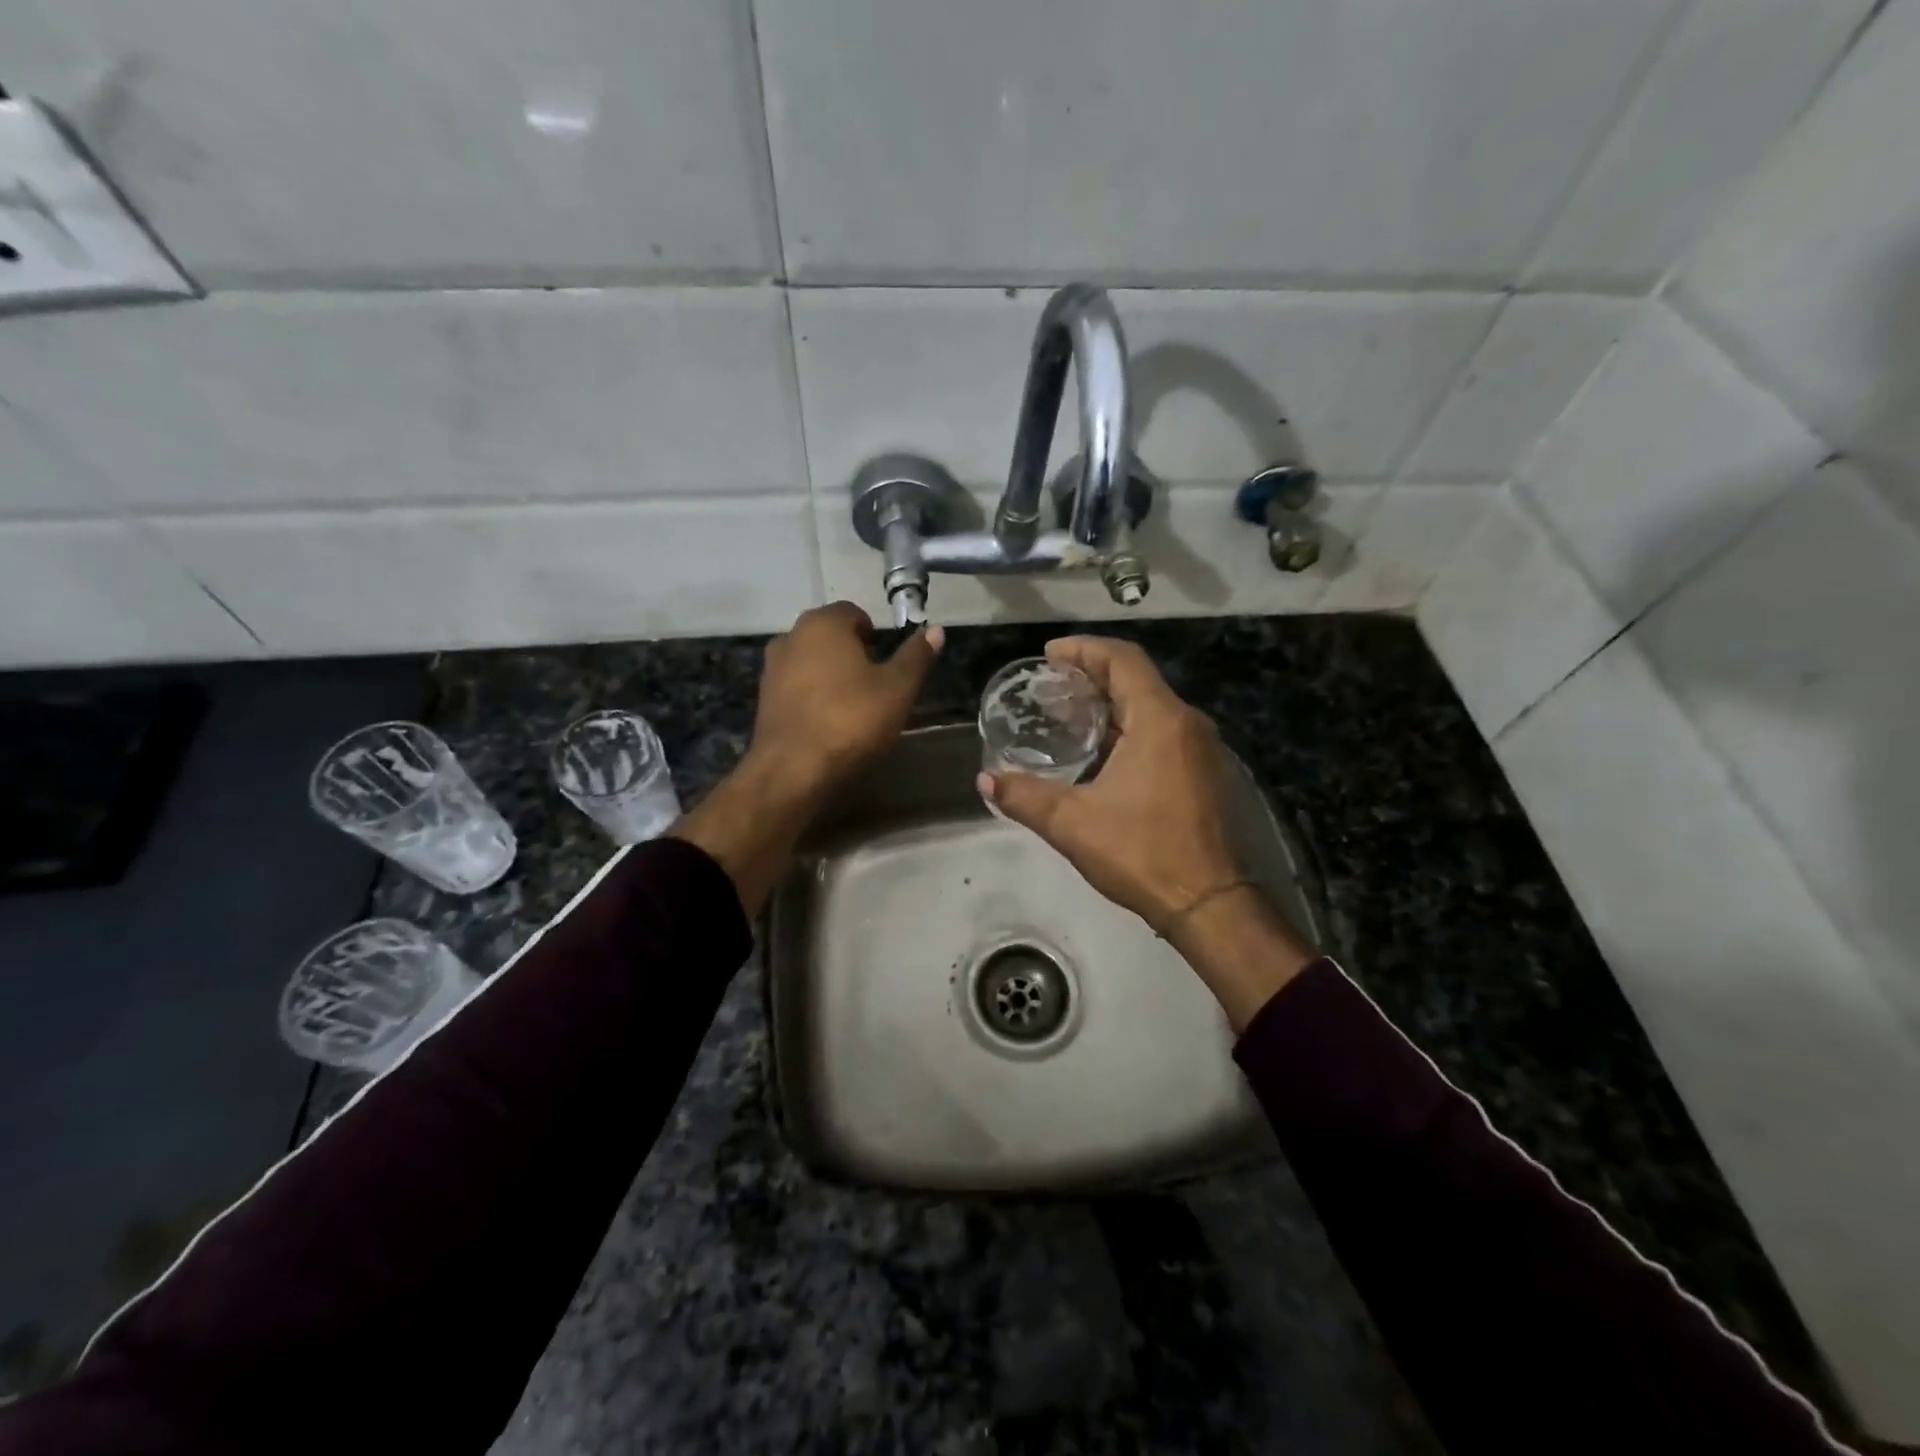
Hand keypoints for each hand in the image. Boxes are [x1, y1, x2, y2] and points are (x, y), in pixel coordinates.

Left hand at [676, 603, 940, 915]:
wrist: (792, 771)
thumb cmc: (851, 721)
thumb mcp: (898, 689)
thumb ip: (916, 656)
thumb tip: (936, 630)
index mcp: (823, 624)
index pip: (854, 613)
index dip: (874, 635)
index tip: (887, 665)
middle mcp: (791, 636)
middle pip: (829, 636)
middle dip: (852, 654)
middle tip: (875, 686)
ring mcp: (772, 668)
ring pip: (810, 661)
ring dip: (830, 675)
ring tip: (852, 707)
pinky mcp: (763, 699)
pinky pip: (796, 686)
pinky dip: (812, 696)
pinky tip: (827, 723)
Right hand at [978, 636, 1241, 933]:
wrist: (1209, 904)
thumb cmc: (1142, 853)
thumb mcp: (1072, 823)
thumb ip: (1024, 797)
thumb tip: (985, 779)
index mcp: (1160, 721)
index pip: (1122, 659)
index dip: (1084, 649)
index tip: (1049, 655)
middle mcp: (1186, 724)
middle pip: (1137, 679)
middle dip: (1092, 675)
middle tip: (1050, 686)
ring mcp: (1201, 749)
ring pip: (1151, 706)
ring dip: (1111, 703)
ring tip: (1068, 716)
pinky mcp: (1204, 773)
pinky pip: (1163, 731)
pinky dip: (1129, 727)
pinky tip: (1101, 752)